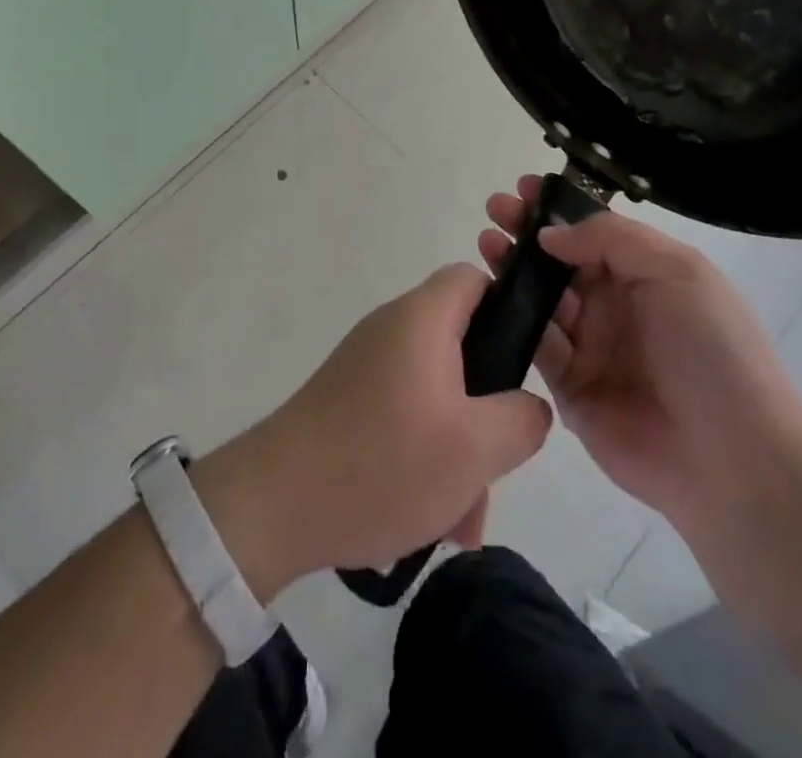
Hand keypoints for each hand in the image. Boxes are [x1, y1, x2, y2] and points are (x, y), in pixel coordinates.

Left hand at [198, 264, 552, 598]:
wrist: (273, 504)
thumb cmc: (383, 462)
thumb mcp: (474, 448)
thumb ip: (521, 419)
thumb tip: (528, 406)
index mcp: (421, 319)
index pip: (472, 278)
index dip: (506, 307)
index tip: (523, 364)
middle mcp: (391, 330)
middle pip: (460, 348)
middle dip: (485, 413)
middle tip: (493, 471)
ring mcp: (365, 366)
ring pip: (435, 396)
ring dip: (456, 452)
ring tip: (458, 523)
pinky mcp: (347, 401)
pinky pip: (403, 418)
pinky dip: (422, 459)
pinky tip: (422, 522)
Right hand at [480, 178, 801, 534]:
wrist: (733, 461)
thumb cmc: (711, 351)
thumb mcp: (677, 272)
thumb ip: (611, 239)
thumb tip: (551, 235)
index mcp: (647, 274)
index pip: (593, 231)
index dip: (559, 209)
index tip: (522, 189)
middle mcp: (617, 306)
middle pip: (562, 261)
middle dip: (527, 234)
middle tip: (494, 212)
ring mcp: (593, 348)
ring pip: (542, 298)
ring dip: (513, 269)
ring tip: (487, 245)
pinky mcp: (571, 389)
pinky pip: (536, 345)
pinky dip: (512, 319)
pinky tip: (490, 295)